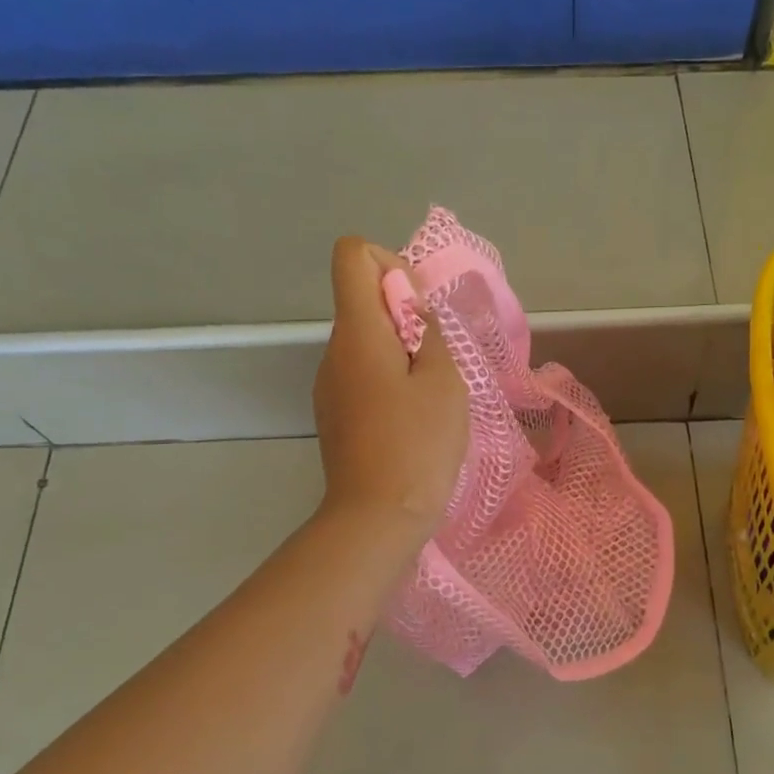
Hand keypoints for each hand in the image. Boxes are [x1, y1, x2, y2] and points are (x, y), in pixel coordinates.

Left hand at [313, 237, 467, 539]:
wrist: (377, 518)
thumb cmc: (418, 444)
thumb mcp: (443, 381)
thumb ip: (430, 332)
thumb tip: (413, 310)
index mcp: (357, 333)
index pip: (352, 255)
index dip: (390, 263)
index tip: (419, 308)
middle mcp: (333, 352)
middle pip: (363, 302)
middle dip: (405, 318)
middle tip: (438, 364)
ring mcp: (330, 387)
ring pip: (367, 344)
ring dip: (402, 355)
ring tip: (429, 400)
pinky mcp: (335, 416)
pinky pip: (363, 378)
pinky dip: (390, 383)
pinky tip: (412, 422)